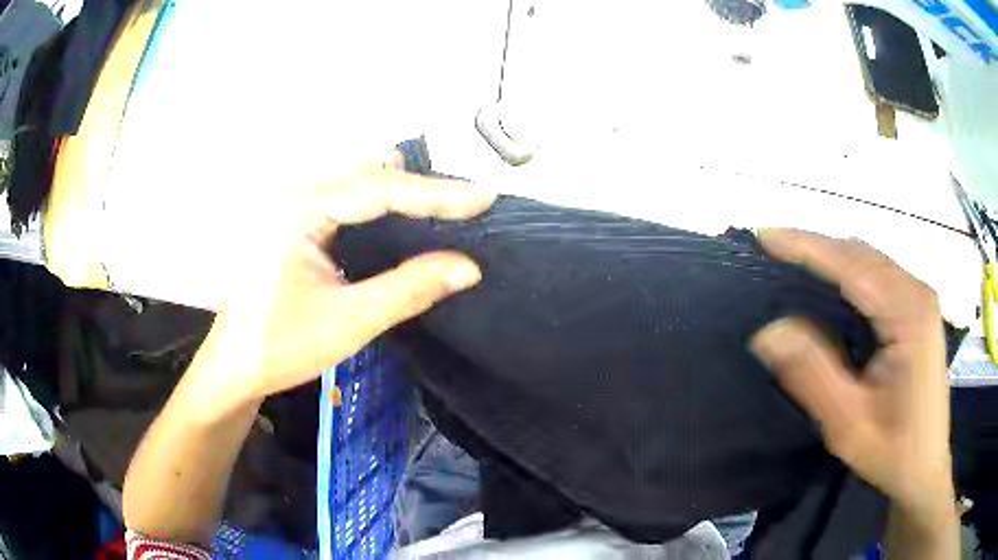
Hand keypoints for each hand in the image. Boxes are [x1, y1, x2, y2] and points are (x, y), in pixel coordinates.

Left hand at [186, 157, 495, 415]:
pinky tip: (401, 219)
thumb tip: (469, 267)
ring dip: (400, 193)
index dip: (436, 194)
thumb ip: (409, 289)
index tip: (484, 197)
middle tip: (467, 205)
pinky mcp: (291, 218)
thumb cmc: (281, 347)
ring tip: (444, 209)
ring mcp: (289, 203)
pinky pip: (344, 197)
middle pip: (368, 174)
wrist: (235, 365)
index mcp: (296, 209)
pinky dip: (378, 204)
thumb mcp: (348, 321)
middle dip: (420, 188)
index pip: (378, 189)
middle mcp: (292, 193)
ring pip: (357, 181)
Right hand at [750, 229, 954, 527]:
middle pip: (862, 254)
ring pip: (871, 260)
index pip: (852, 265)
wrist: (924, 468)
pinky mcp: (919, 309)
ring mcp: (921, 298)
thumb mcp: (848, 423)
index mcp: (909, 314)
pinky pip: (880, 274)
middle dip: (817, 246)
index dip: (807, 246)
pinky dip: (850, 271)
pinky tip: (833, 284)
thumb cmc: (892, 450)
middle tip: (774, 250)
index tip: (766, 235)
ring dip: (833, 256)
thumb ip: (813, 374)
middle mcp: (918, 293)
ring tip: (795, 261)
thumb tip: (769, 331)